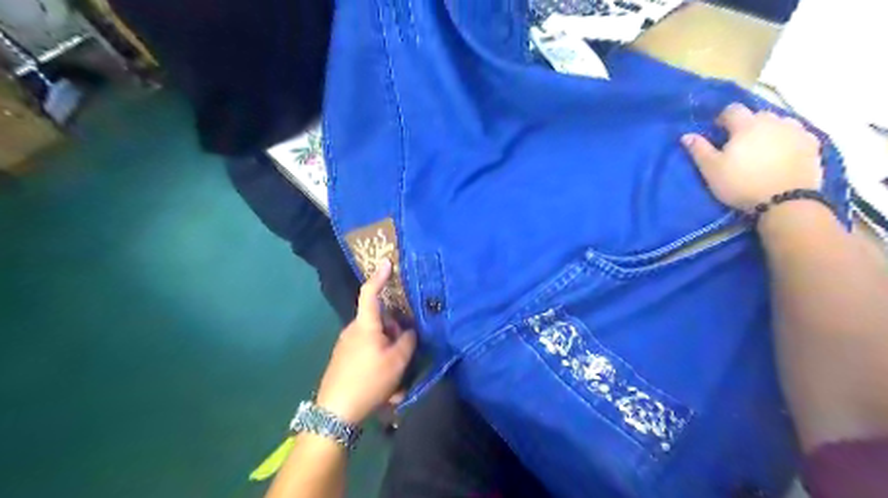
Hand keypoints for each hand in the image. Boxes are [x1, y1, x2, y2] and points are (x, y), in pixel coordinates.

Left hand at [315, 258, 420, 425]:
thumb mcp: (397, 361)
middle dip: (395, 334)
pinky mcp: (344, 360)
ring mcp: (346, 346)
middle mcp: (353, 331)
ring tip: (396, 385)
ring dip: (389, 356)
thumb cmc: (369, 380)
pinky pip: (368, 355)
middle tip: (405, 357)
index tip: (387, 262)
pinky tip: (385, 391)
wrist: (334, 413)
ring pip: (376, 342)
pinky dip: (380, 366)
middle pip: (380, 322)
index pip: (371, 293)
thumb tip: (408, 332)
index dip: (380, 276)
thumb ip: (408, 341)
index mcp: (365, 325)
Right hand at [682, 103, 822, 211]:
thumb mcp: (712, 170)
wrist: (785, 201)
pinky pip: (797, 135)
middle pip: (758, 115)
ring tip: (763, 149)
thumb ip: (699, 150)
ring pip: (780, 123)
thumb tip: (686, 135)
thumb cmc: (741, 184)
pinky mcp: (813, 144)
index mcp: (747, 125)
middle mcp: (774, 121)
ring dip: (770, 131)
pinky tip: (783, 155)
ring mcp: (797, 131)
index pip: (732, 110)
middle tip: (740, 144)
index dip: (723, 118)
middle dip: (747, 125)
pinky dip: (788, 140)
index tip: (718, 132)